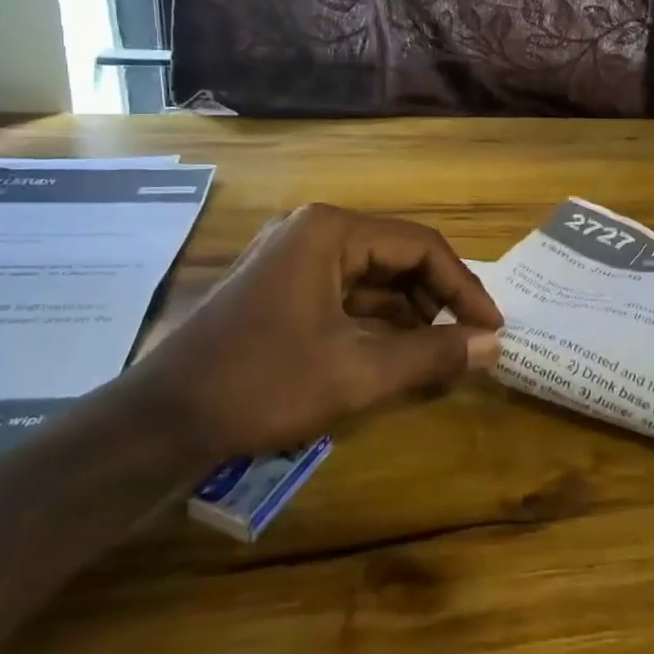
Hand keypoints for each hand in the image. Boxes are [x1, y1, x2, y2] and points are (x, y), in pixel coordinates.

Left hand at [129, 204, 503, 461]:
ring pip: (373, 277)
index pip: (422, 246)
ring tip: (441, 351)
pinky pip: (346, 293)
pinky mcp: (281, 286)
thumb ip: (432, 354)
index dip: (464, 288)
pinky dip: (377, 320)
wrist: (158, 422)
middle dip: (438, 299)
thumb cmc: (262, 384)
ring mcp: (292, 257)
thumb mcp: (357, 372)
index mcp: (332, 231)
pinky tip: (398, 351)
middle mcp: (314, 231)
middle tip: (469, 341)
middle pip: (398, 256)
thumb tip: (495, 345)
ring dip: (410, 312)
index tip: (493, 328)